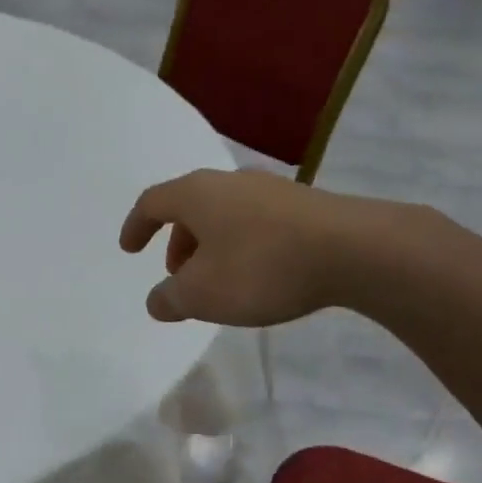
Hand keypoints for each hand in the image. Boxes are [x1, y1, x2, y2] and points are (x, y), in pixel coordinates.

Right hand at [119, 169, 375, 325]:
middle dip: (177, 242)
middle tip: (178, 276)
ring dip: (210, 246)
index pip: (152, 202)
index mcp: (197, 194)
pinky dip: (241, 246)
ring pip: (225, 215)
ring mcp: (270, 190)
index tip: (130, 249)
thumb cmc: (260, 268)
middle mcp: (230, 181)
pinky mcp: (303, 205)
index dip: (136, 226)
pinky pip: (255, 223)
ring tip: (218, 281)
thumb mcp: (202, 295)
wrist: (351, 250)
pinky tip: (257, 274)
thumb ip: (170, 299)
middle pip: (191, 207)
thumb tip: (157, 301)